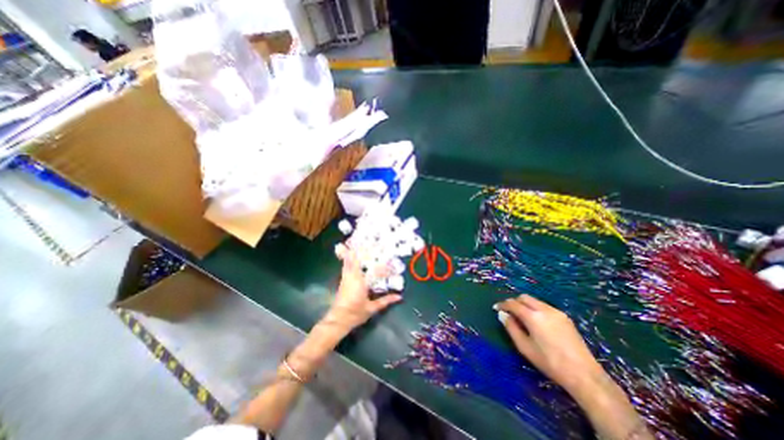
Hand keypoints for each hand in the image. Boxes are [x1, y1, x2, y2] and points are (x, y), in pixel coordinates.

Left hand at [323, 243, 404, 330]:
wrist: (337, 320)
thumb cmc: (355, 314)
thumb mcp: (371, 308)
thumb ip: (385, 301)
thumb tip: (399, 297)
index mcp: (362, 284)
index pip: (375, 271)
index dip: (384, 267)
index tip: (391, 264)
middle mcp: (353, 277)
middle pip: (357, 259)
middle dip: (363, 250)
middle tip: (371, 241)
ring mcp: (346, 276)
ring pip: (349, 259)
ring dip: (354, 250)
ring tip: (359, 241)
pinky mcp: (343, 278)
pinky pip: (346, 264)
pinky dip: (348, 256)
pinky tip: (349, 251)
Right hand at [496, 295, 605, 395]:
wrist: (584, 375)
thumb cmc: (550, 362)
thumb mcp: (525, 347)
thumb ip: (511, 328)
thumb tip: (502, 314)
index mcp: (533, 316)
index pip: (513, 303)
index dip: (502, 304)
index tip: (496, 308)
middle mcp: (544, 309)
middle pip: (524, 297)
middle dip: (514, 302)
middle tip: (508, 312)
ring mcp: (556, 312)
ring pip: (535, 300)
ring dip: (525, 305)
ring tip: (522, 317)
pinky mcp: (565, 317)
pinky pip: (545, 306)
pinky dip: (536, 309)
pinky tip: (537, 322)